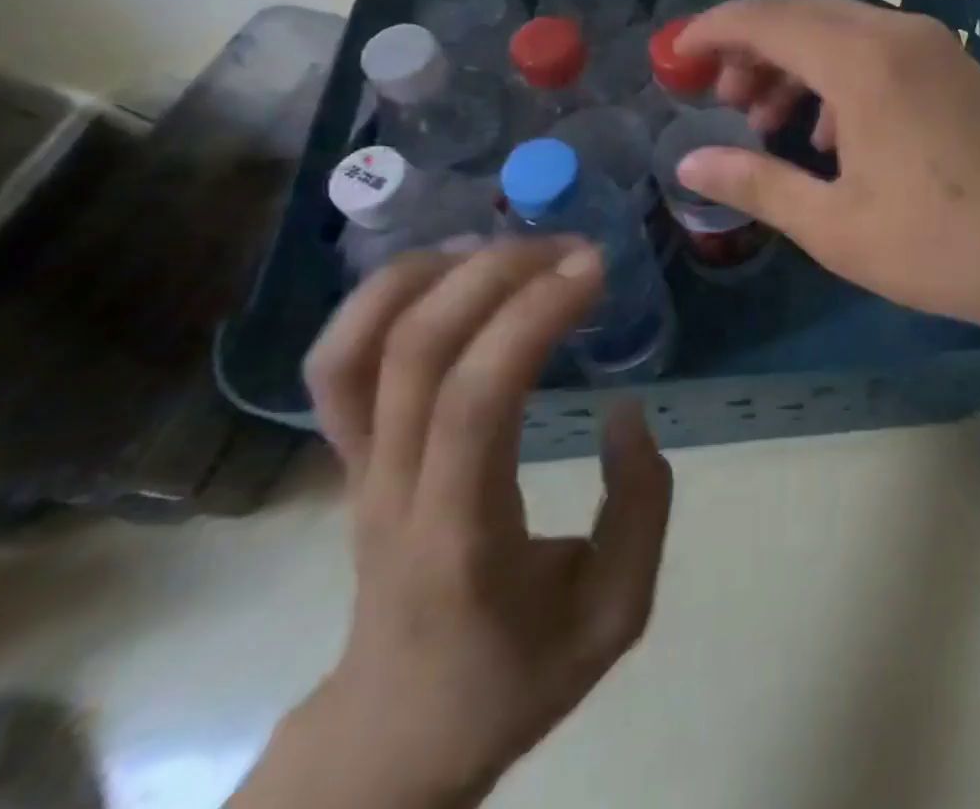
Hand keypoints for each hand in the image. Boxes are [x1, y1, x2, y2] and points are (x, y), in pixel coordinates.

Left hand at [243, 240, 672, 808]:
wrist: (394, 733)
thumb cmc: (511, 674)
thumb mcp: (614, 614)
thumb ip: (641, 508)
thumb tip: (627, 410)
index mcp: (457, 537)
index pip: (475, 402)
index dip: (533, 318)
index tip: (595, 271)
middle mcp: (390, 491)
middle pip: (413, 351)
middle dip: (497, 274)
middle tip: (571, 248)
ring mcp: (356, 468)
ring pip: (357, 347)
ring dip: (431, 274)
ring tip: (510, 246)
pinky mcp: (348, 454)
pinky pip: (338, 363)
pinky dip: (383, 298)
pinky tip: (451, 271)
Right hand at [675, 0, 979, 351]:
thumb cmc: (942, 245)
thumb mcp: (836, 225)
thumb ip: (756, 185)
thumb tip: (689, 166)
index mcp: (863, 63)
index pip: (766, 19)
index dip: (712, 31)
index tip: (676, 57)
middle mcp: (898, 35)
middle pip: (803, 16)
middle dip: (752, 50)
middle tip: (722, 102)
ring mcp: (933, 47)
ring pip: (841, 31)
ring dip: (795, 65)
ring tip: (767, 124)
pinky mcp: (954, 68)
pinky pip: (878, 50)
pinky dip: (837, 77)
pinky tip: (830, 136)